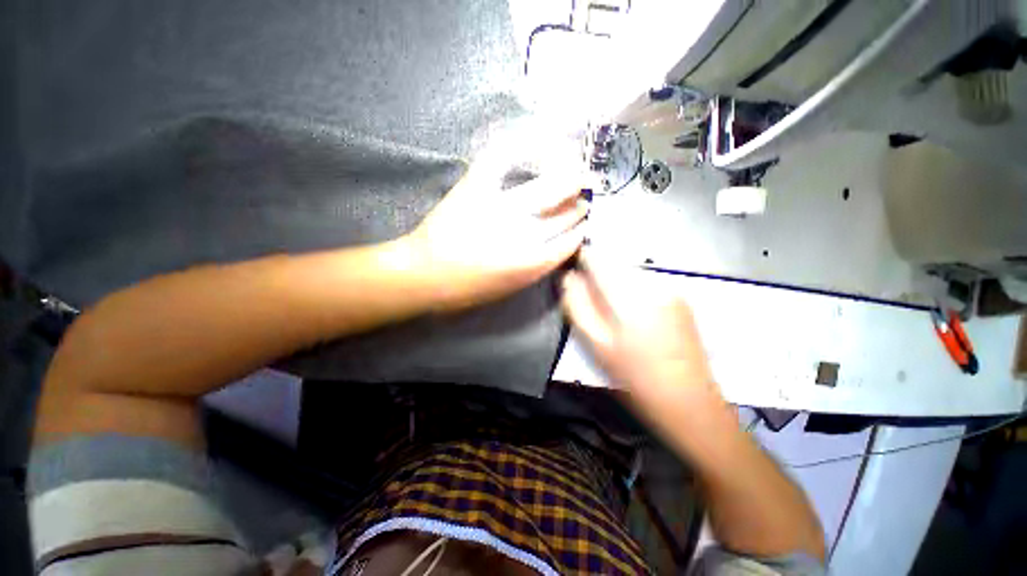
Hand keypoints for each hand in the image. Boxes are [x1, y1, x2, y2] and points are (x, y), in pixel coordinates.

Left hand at [402, 149, 590, 310]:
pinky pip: (503, 159)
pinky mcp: (475, 188)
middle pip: (564, 214)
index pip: (570, 242)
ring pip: (548, 188)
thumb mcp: (510, 288)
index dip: (581, 229)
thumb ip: (538, 266)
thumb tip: (558, 244)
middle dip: (579, 203)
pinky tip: (539, 143)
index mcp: (530, 264)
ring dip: (567, 178)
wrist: (424, 275)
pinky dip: (524, 146)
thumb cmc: (466, 289)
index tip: (586, 222)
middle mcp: (522, 234)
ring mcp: (500, 208)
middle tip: (584, 194)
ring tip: (574, 171)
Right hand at [560, 253, 725, 434]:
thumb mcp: (597, 345)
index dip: (581, 259)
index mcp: (629, 296)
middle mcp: (652, 283)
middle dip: (597, 273)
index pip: (598, 259)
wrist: (689, 400)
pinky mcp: (680, 296)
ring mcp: (670, 288)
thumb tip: (568, 278)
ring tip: (611, 309)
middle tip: (590, 299)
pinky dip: (631, 288)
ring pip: (630, 271)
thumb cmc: (635, 377)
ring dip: (614, 281)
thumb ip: (577, 306)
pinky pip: (645, 281)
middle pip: (614, 262)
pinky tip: (633, 313)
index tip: (572, 269)